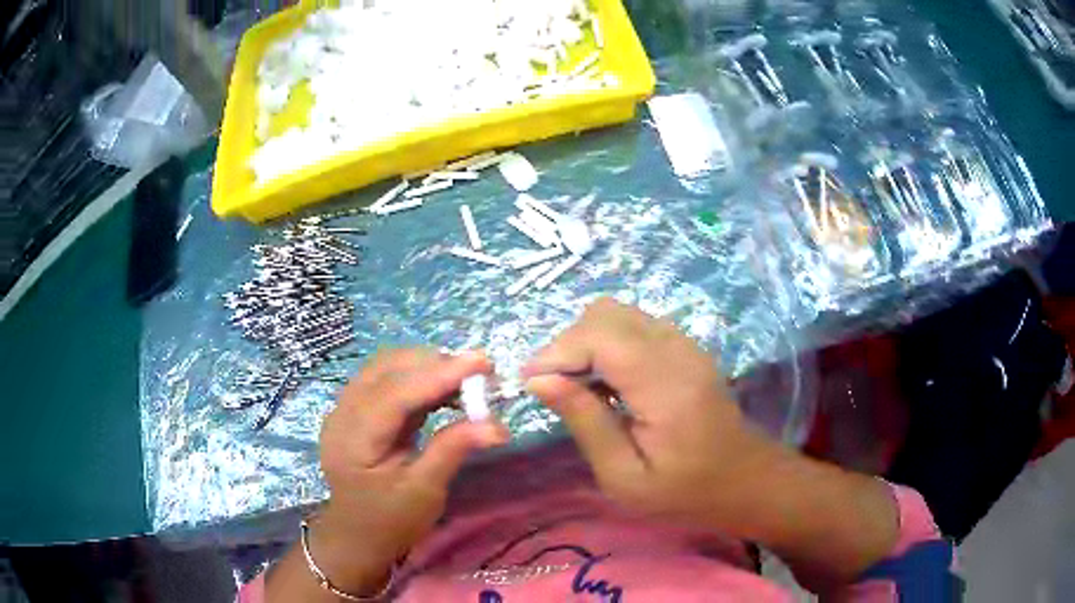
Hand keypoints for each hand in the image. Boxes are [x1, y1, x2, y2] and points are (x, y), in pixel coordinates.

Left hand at [313, 349, 507, 593]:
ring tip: (467, 379)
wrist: (358, 535)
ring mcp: (346, 408)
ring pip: (387, 367)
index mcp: (353, 440)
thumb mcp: (424, 492)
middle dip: (435, 364)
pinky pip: (388, 379)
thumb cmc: (390, 521)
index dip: (438, 374)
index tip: (482, 363)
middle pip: (386, 370)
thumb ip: (452, 450)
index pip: (394, 394)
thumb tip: (496, 425)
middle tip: (481, 373)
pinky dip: (418, 377)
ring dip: (427, 366)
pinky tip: (446, 389)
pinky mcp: (358, 409)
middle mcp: (342, 414)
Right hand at [523, 299, 900, 589]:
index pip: (600, 337)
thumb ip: (585, 423)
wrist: (745, 481)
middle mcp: (678, 351)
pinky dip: (608, 343)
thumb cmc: (685, 492)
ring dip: (587, 342)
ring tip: (577, 386)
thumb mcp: (624, 477)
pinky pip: (635, 325)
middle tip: (554, 388)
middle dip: (568, 344)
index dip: (557, 352)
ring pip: (619, 313)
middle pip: (606, 313)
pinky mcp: (686, 347)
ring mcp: (685, 344)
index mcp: (665, 386)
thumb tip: (540, 380)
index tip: (530, 384)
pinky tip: (607, 382)